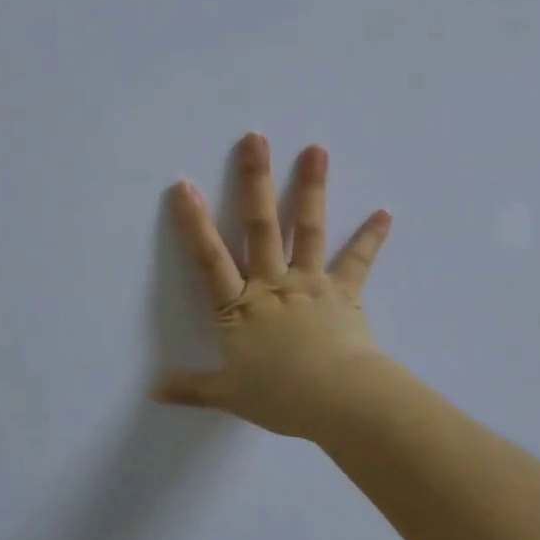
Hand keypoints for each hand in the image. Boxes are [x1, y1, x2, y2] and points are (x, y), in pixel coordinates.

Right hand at [153, 133, 397, 444]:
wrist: (338, 401)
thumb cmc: (280, 396)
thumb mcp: (228, 394)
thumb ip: (191, 388)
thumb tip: (154, 392)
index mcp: (239, 306)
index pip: (209, 258)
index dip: (194, 222)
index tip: (183, 186)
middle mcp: (272, 283)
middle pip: (259, 225)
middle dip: (254, 180)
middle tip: (255, 138)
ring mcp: (310, 283)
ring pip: (306, 228)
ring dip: (310, 188)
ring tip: (316, 149)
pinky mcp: (343, 293)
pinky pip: (357, 261)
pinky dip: (370, 237)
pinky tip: (385, 212)